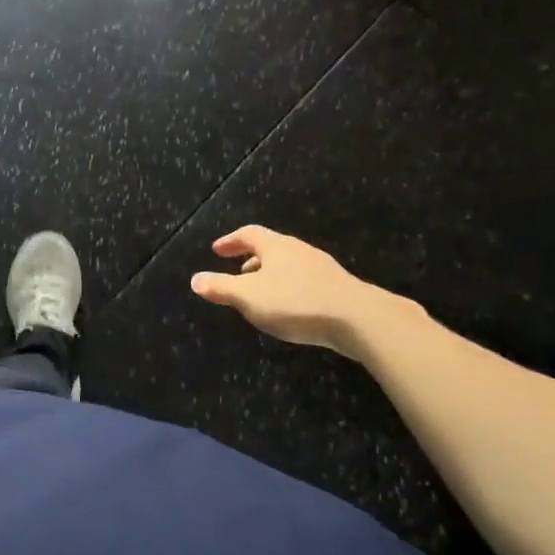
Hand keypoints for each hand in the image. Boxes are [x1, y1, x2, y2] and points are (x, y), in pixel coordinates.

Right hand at [190, 226, 391, 354]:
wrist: (359, 320)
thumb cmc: (296, 302)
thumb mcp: (248, 297)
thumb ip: (220, 288)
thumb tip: (194, 279)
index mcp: (276, 246)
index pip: (249, 234)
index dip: (231, 241)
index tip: (217, 250)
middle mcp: (299, 251)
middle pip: (271, 248)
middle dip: (251, 259)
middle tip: (236, 272)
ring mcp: (322, 269)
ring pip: (289, 265)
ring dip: (270, 275)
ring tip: (260, 293)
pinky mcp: (337, 288)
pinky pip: (304, 281)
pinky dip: (288, 288)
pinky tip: (289, 309)